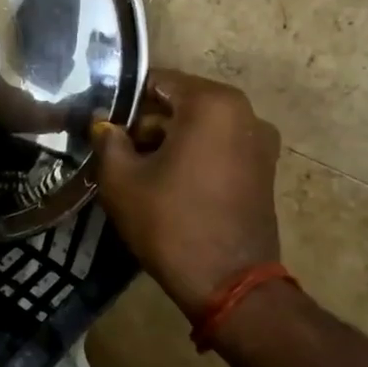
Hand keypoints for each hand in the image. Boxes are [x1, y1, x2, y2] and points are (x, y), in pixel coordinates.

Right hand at [89, 69, 285, 318]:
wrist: (230, 284)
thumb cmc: (171, 222)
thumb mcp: (121, 179)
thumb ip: (107, 140)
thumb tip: (103, 124)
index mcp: (211, 103)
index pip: (157, 82)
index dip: (125, 101)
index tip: (104, 125)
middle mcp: (244, 112)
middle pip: (181, 102)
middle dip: (148, 122)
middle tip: (118, 150)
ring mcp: (260, 141)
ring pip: (201, 125)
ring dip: (171, 140)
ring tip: (141, 170)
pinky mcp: (264, 168)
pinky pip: (220, 146)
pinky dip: (195, 154)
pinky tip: (171, 183)